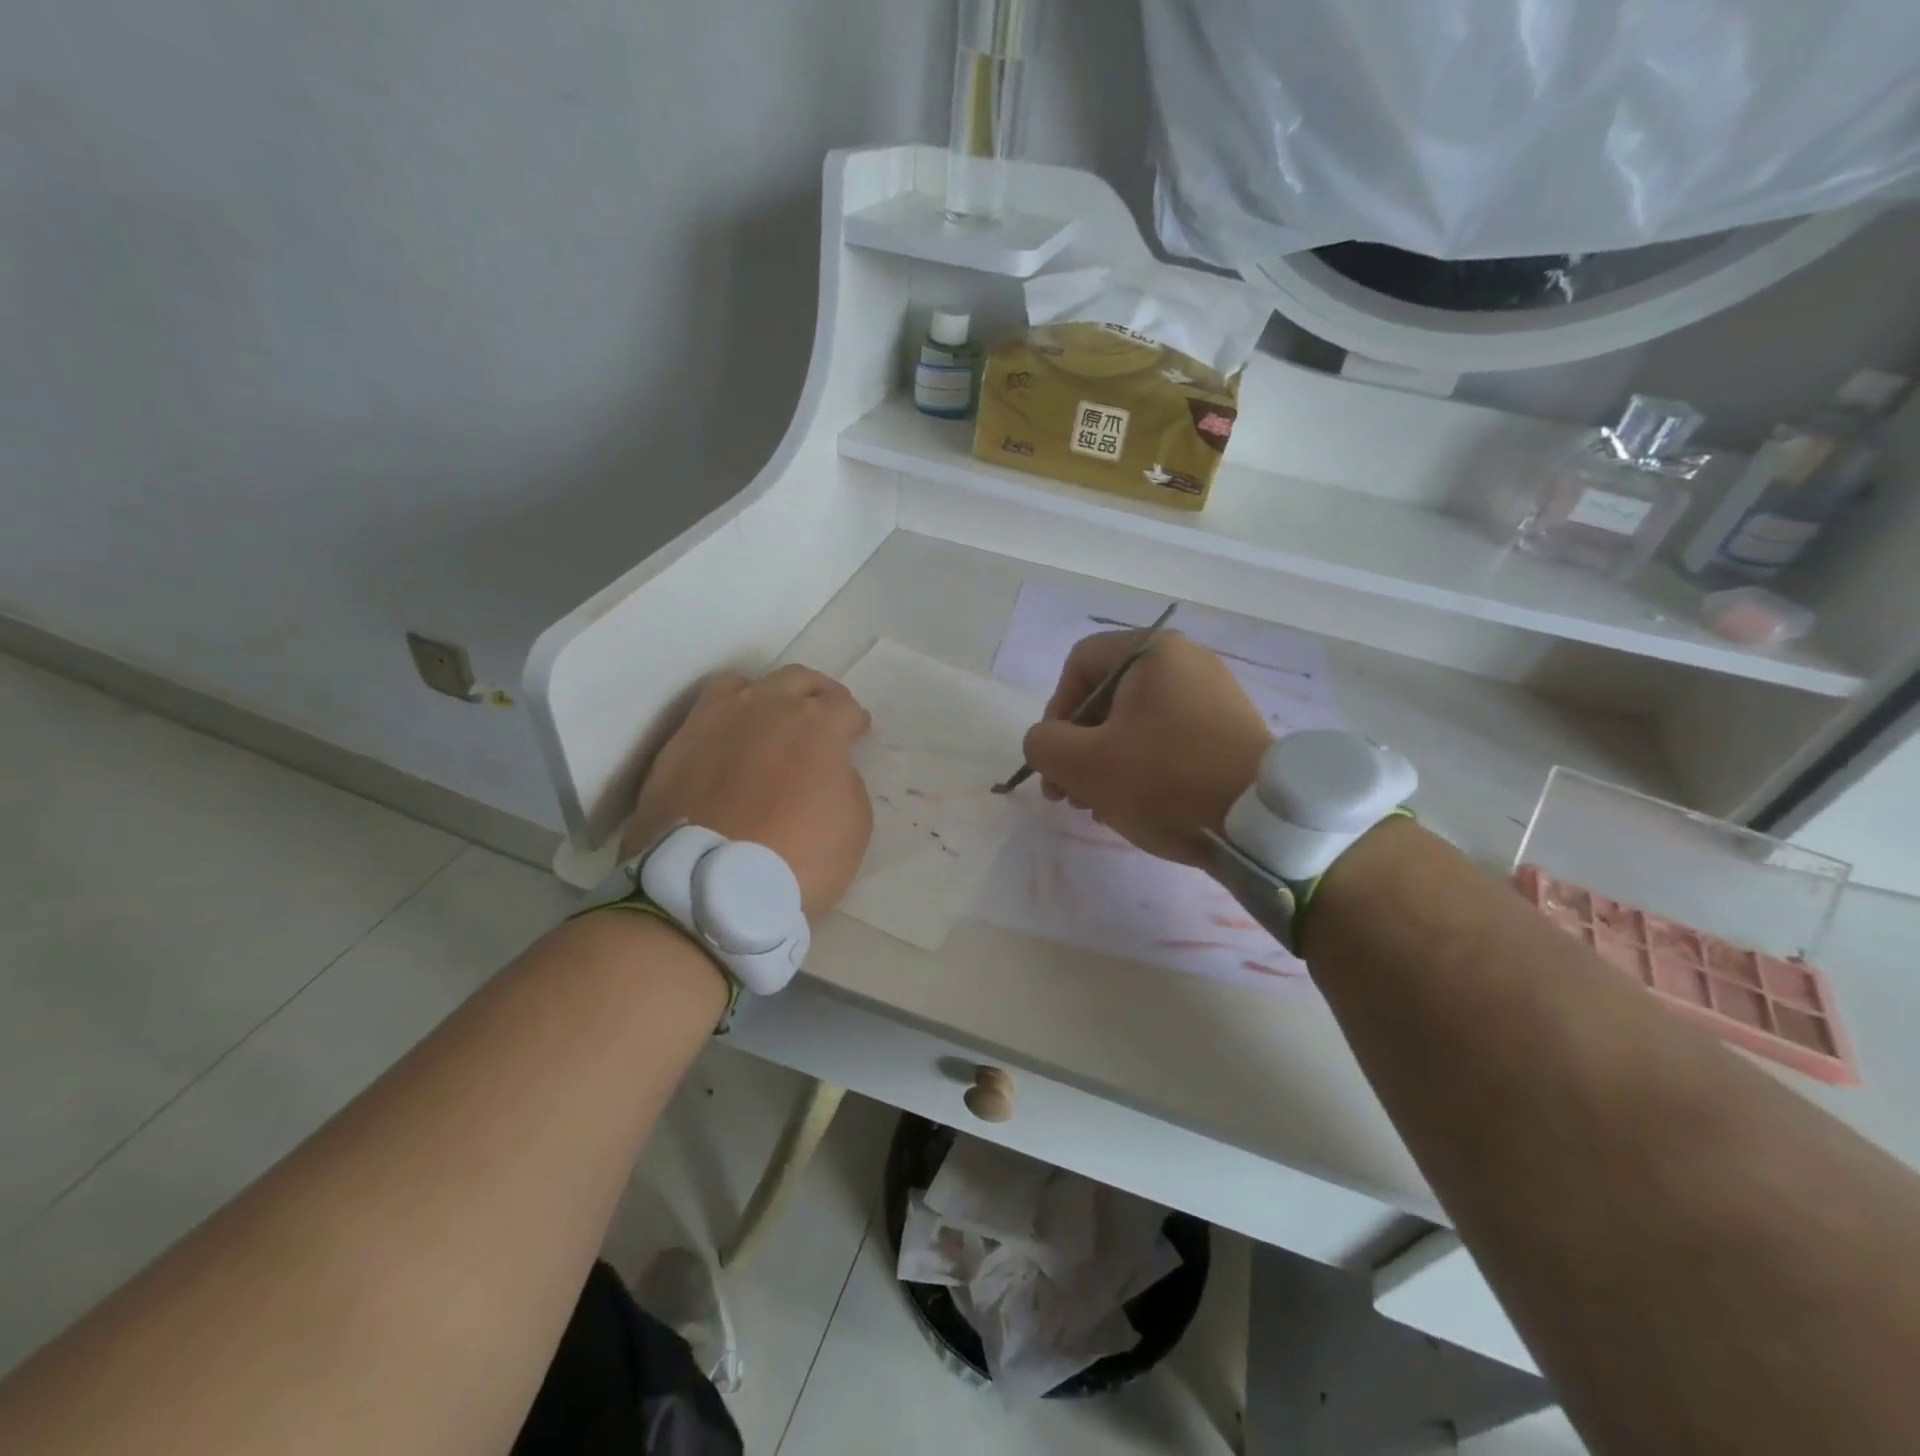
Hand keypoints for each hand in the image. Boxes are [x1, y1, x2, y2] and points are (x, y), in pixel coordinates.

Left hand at [623, 666, 873, 919]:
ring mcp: (717, 720)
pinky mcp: (678, 743)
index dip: (855, 721)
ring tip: (770, 718)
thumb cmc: (797, 858)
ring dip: (768, 696)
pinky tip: (729, 740)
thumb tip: (829, 770)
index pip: (845, 707)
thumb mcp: (854, 826)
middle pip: (799, 680)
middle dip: (818, 694)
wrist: (708, 886)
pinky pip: (707, 712)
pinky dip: (727, 719)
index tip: (857, 733)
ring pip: (747, 684)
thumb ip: (846, 783)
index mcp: (816, 723)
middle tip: (824, 714)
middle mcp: (766, 706)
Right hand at [1021, 632, 1271, 866]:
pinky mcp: (1229, 731)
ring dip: (1105, 762)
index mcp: (1152, 652)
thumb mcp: (1085, 765)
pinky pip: (1169, 739)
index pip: (1080, 664)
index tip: (1056, 757)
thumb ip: (1044, 744)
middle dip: (1078, 746)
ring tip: (1097, 807)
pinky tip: (1135, 805)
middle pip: (1107, 696)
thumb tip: (1044, 741)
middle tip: (1067, 793)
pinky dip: (1143, 767)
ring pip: (1136, 722)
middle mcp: (1187, 662)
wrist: (1263, 823)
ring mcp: (1214, 696)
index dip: (1055, 710)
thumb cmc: (1166, 780)